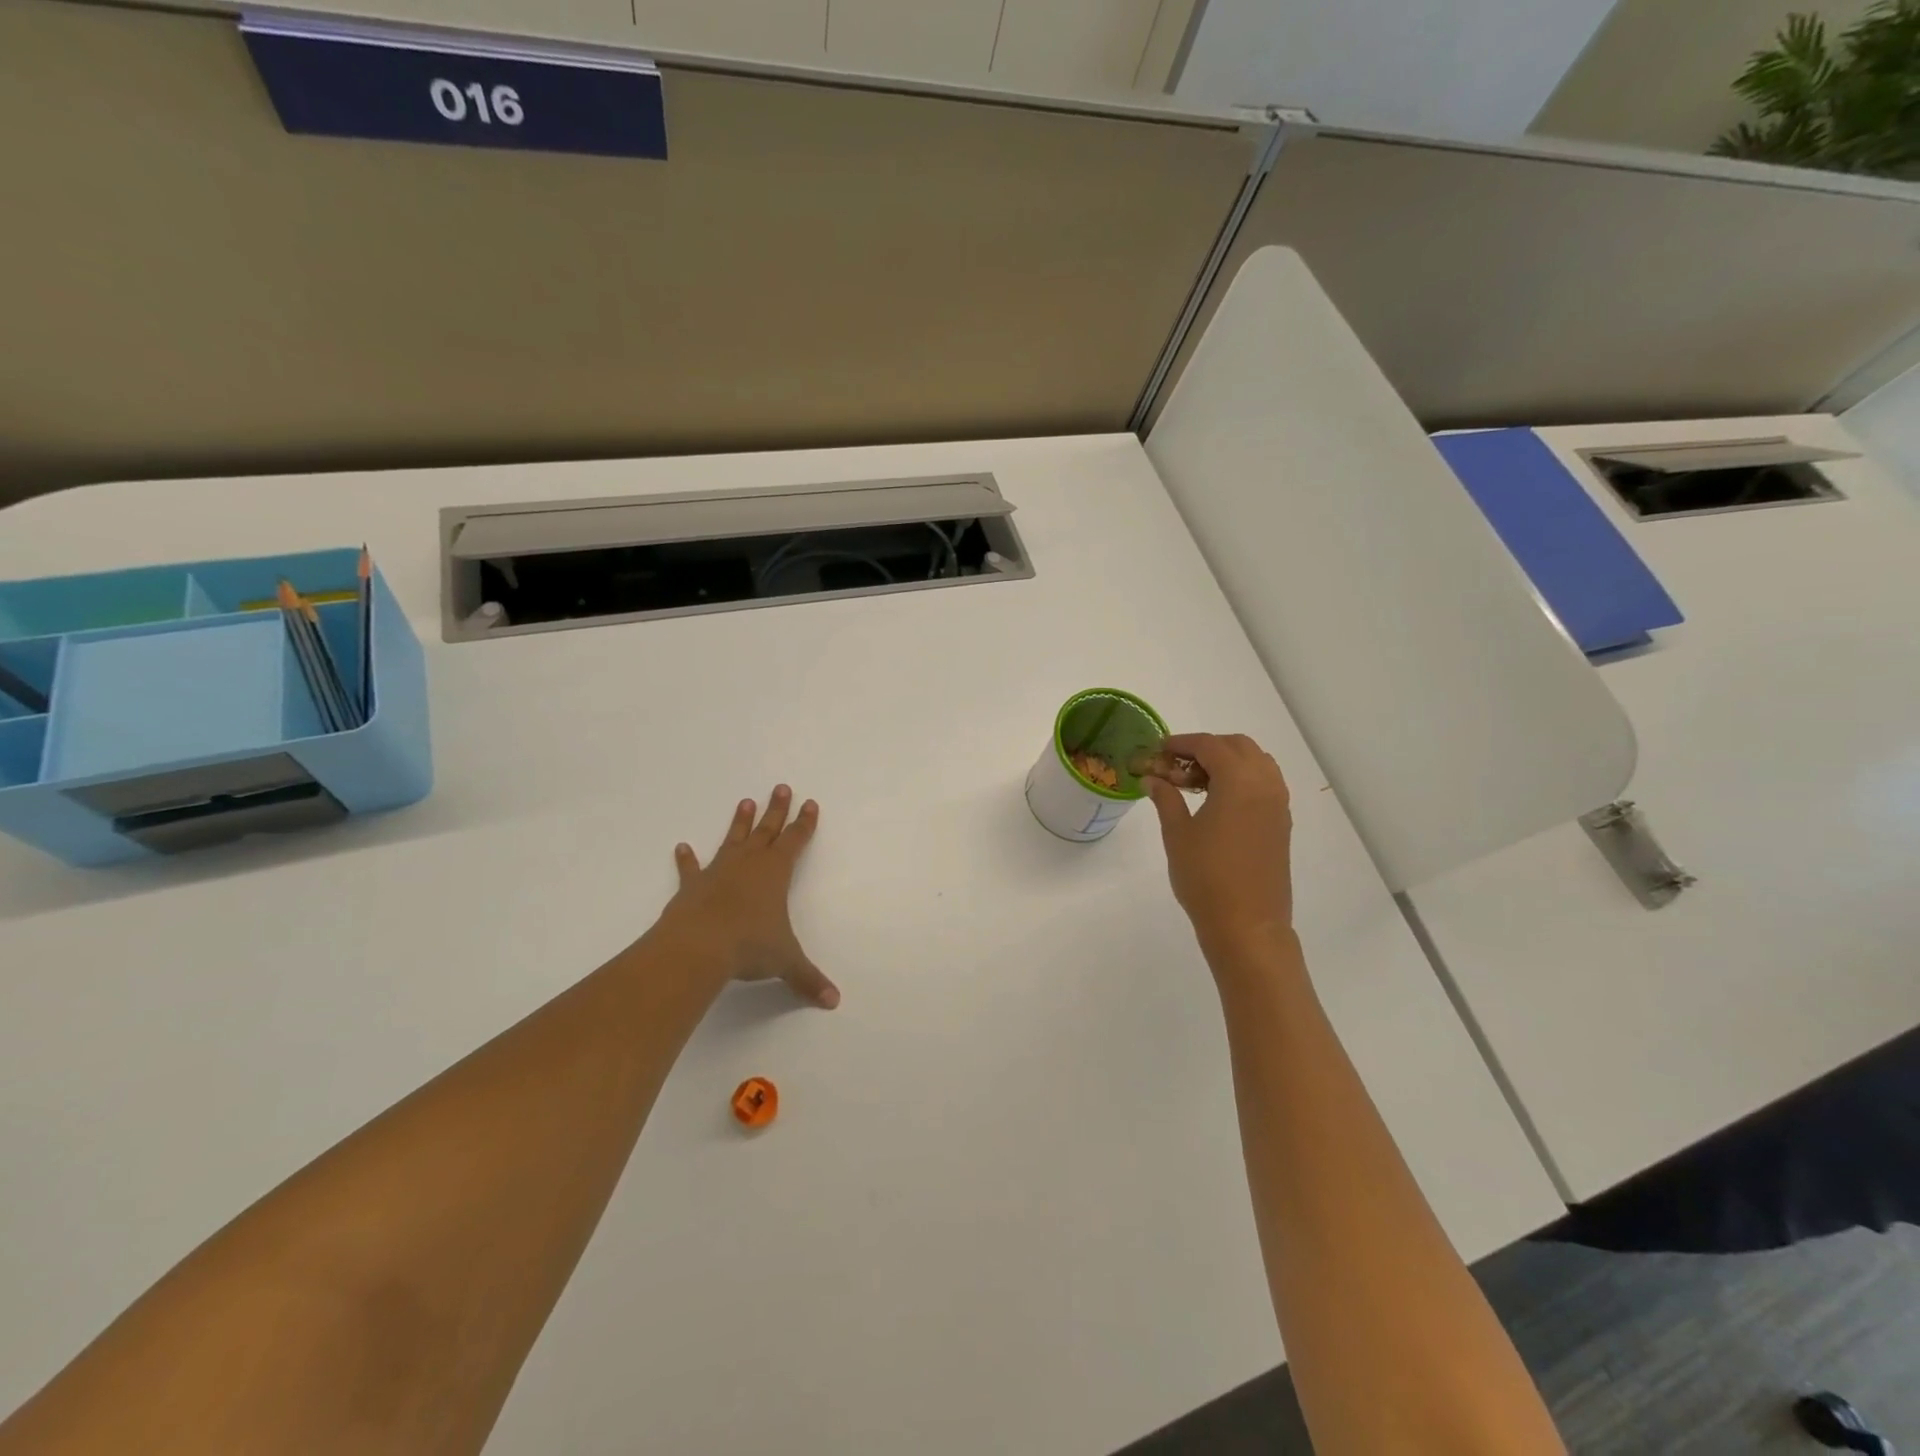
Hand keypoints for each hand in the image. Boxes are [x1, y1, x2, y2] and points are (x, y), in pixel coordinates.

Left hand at [656, 786, 839, 1008]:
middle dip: (777, 810)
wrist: (698, 947)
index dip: (804, 823)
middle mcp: (749, 864)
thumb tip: (833, 1001)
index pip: (795, 841)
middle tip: (781, 787)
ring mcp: (718, 872)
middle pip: (767, 830)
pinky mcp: (692, 887)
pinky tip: (681, 847)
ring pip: (734, 840)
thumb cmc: (749, 946)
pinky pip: (691, 869)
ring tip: (745, 802)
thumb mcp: (785, 962)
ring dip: (740, 823)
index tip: (809, 803)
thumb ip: (808, 979)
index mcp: (776, 873)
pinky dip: (686, 859)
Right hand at [1144, 734, 1293, 962]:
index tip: (1158, 751)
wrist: (1247, 925)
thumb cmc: (1206, 877)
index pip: (1210, 745)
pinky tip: (1217, 801)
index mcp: (1239, 781)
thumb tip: (1152, 778)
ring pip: (1256, 763)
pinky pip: (1265, 784)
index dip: (1182, 743)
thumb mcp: (1177, 834)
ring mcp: (1278, 805)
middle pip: (1238, 746)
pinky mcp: (1281, 824)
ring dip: (1227, 762)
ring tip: (1196, 782)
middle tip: (1176, 765)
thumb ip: (1166, 798)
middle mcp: (1265, 785)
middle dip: (1206, 748)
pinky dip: (1242, 779)